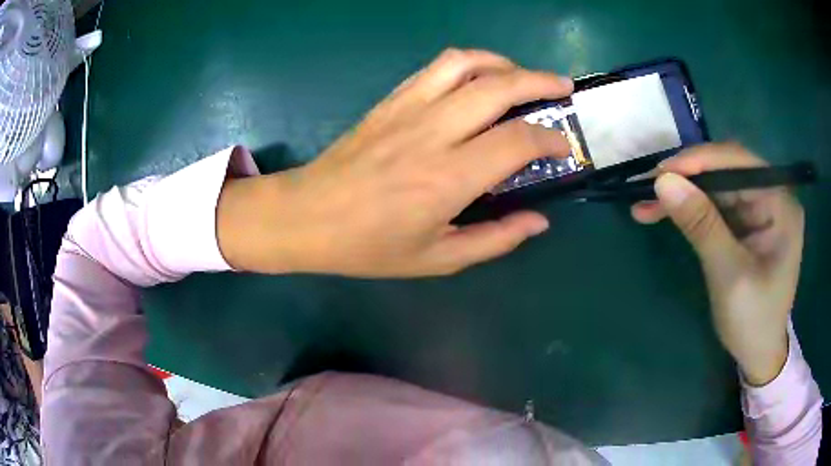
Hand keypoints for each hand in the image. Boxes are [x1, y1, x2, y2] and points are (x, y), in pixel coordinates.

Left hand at [217, 49, 572, 276]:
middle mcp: (433, 132)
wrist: (307, 216)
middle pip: (500, 87)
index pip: (517, 141)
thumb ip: (495, 240)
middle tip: (564, 87)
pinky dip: (469, 62)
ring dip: (505, 63)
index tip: (563, 147)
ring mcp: (409, 108)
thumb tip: (539, 220)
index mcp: (449, 178)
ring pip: (467, 64)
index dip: (550, 139)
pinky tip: (481, 75)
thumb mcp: (437, 259)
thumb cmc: (368, 246)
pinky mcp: (391, 100)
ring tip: (524, 76)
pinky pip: (436, 67)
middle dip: (541, 81)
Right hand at [632, 143, 802, 385]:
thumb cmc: (752, 321)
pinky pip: (715, 204)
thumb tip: (663, 182)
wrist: (758, 353)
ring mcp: (759, 208)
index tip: (661, 172)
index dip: (700, 161)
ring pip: (716, 186)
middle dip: (686, 179)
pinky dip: (689, 208)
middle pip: (726, 171)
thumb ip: (702, 225)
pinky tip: (664, 213)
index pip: (739, 163)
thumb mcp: (729, 275)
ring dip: (683, 193)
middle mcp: (772, 196)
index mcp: (781, 204)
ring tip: (645, 205)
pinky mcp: (746, 221)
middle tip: (646, 189)